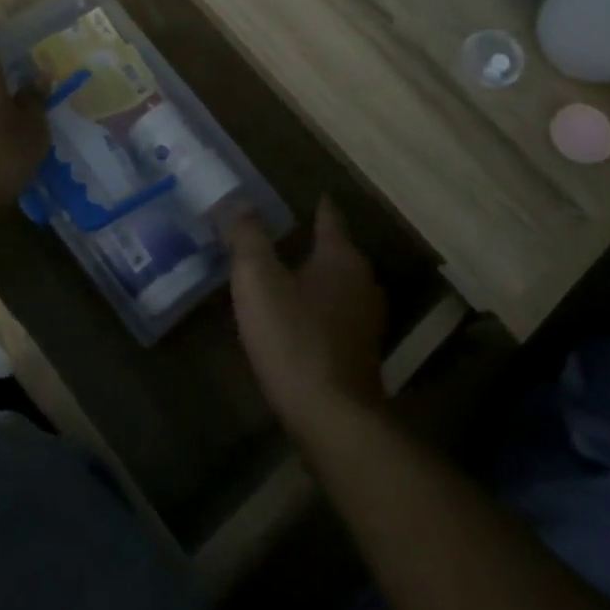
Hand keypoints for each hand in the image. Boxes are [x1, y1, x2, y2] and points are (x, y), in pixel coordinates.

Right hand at [229, 196, 386, 440]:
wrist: (331, 416)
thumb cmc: (293, 337)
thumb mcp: (258, 280)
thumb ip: (249, 239)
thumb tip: (242, 205)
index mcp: (340, 257)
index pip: (330, 218)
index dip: (318, 205)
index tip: (311, 194)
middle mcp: (362, 281)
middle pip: (337, 251)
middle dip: (312, 242)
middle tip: (282, 235)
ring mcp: (366, 319)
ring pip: (338, 284)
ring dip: (315, 277)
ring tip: (286, 274)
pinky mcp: (361, 352)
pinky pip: (337, 314)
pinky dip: (319, 307)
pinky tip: (297, 317)